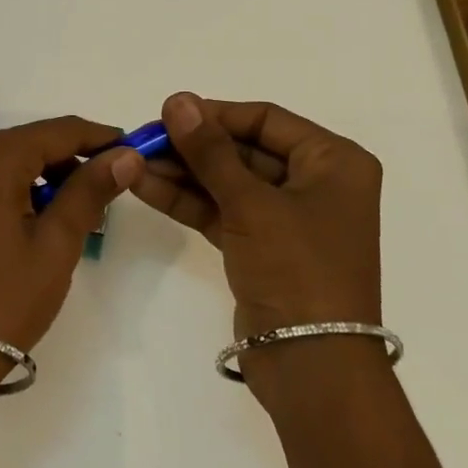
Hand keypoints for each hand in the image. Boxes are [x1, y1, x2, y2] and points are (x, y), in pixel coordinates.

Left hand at [0, 117, 144, 368]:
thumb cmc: (3, 301)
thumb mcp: (56, 246)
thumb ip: (89, 191)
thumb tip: (125, 155)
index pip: (54, 131)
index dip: (94, 136)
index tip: (126, 147)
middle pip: (18, 147)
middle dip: (61, 162)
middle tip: (96, 190)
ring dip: (26, 182)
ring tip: (55, 217)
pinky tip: (6, 237)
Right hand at [131, 93, 382, 340]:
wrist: (312, 366)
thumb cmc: (297, 269)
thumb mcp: (251, 204)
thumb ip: (210, 151)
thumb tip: (178, 100)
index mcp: (334, 161)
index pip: (266, 119)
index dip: (215, 114)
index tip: (167, 112)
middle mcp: (315, 183)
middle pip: (244, 150)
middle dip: (193, 146)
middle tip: (143, 138)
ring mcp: (287, 218)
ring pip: (228, 182)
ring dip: (183, 172)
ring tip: (133, 160)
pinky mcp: (262, 247)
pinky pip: (222, 211)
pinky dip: (187, 200)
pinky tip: (145, 186)